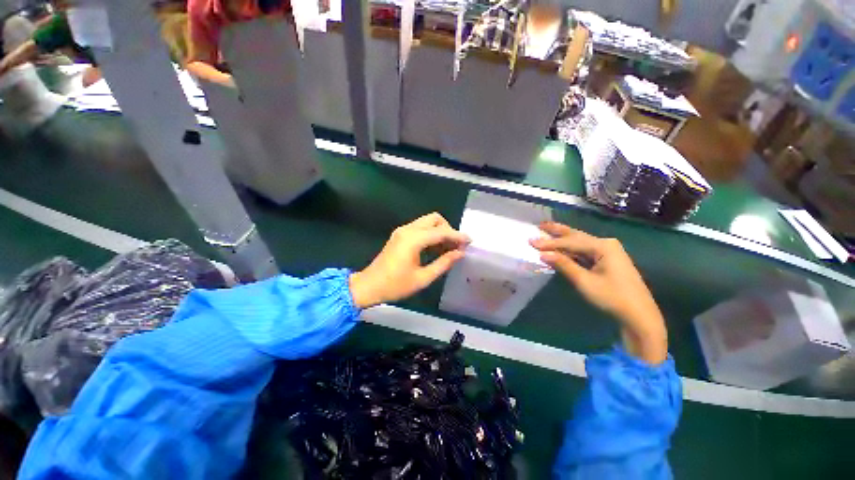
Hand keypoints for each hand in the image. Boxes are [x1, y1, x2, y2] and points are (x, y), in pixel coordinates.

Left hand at [350, 213, 469, 308]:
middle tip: (456, 246)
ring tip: (448, 249)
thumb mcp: (423, 278)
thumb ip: (443, 263)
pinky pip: (420, 228)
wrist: (369, 286)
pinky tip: (436, 248)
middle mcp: (408, 230)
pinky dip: (431, 234)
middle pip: (434, 219)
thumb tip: (460, 253)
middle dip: (448, 229)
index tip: (470, 242)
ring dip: (440, 231)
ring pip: (427, 222)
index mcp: (413, 240)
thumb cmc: (395, 285)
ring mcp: (402, 231)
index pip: (441, 232)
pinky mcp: (400, 235)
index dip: (457, 236)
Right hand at [531, 222, 666, 363]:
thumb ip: (564, 265)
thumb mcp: (584, 281)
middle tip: (540, 225)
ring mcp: (608, 252)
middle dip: (557, 231)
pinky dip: (570, 250)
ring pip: (580, 243)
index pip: (570, 242)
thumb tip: (543, 254)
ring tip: (547, 231)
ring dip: (563, 239)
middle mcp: (606, 244)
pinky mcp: (608, 260)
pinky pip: (585, 251)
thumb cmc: (612, 297)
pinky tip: (561, 248)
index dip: (549, 243)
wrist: (639, 315)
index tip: (531, 241)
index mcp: (603, 246)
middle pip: (576, 236)